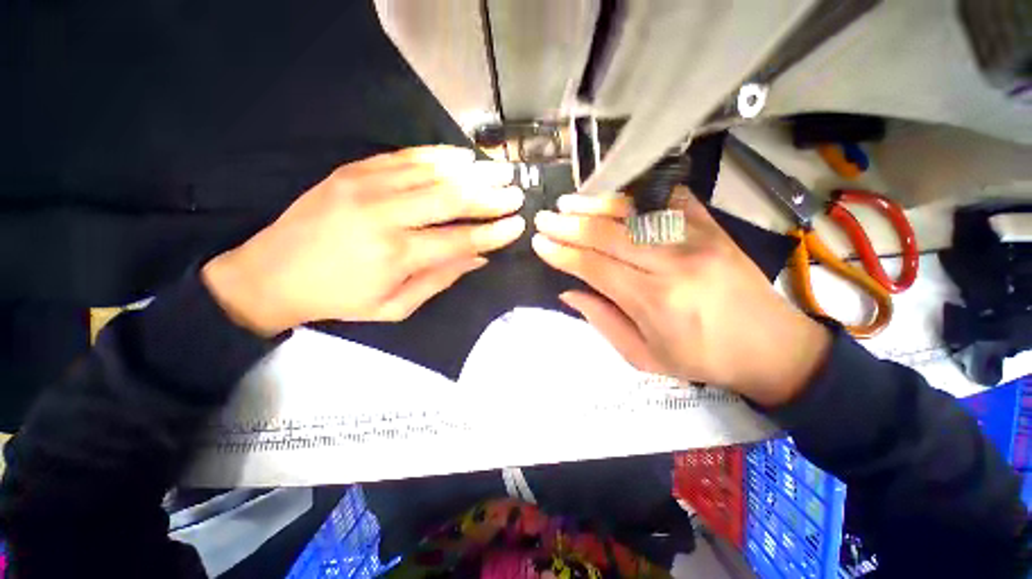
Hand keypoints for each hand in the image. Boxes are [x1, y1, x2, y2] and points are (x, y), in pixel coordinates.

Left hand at [203, 146, 524, 335]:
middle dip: (490, 196)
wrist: (271, 274)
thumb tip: (478, 258)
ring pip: (433, 172)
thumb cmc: (340, 299)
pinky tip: (462, 157)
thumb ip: (440, 280)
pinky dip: (439, 155)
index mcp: (397, 255)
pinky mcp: (354, 170)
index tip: (518, 225)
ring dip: (472, 172)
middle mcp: (385, 215)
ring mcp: (367, 186)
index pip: (461, 239)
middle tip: (516, 193)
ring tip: (498, 172)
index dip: (493, 232)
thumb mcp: (395, 307)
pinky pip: (406, 156)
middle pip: (452, 199)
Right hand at [531, 186, 830, 406]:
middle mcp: (672, 263)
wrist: (771, 346)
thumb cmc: (701, 359)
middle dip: (570, 224)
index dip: (562, 253)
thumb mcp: (643, 356)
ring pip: (634, 212)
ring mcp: (696, 239)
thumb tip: (568, 293)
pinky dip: (637, 193)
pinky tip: (614, 193)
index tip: (539, 243)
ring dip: (596, 204)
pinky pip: (669, 199)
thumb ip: (601, 321)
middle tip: (544, 217)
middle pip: (608, 234)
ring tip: (569, 201)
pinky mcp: (712, 226)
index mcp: (653, 301)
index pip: (594, 267)